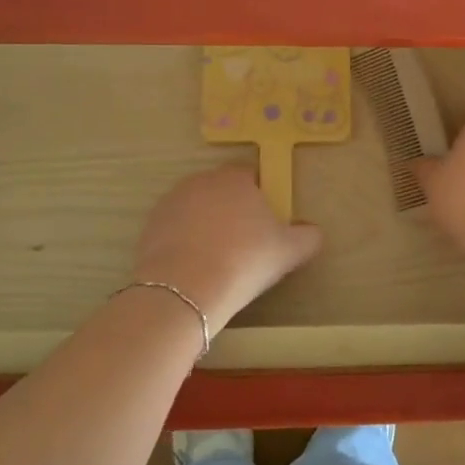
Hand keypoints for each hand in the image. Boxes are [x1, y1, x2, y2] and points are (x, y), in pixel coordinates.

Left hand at [130, 164, 321, 331]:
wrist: (186, 288)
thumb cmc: (245, 260)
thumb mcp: (289, 251)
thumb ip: (307, 236)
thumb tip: (314, 231)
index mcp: (235, 178)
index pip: (250, 175)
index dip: (260, 196)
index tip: (264, 224)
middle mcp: (201, 181)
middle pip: (221, 191)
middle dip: (231, 210)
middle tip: (243, 244)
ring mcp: (171, 202)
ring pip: (196, 209)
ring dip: (205, 226)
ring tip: (216, 260)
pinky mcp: (150, 226)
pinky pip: (174, 230)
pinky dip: (183, 243)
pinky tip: (193, 269)